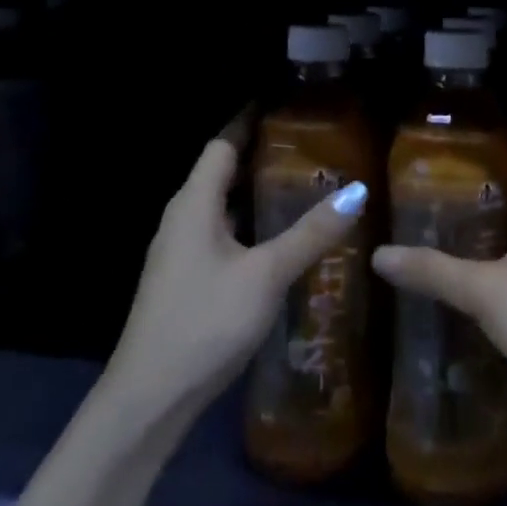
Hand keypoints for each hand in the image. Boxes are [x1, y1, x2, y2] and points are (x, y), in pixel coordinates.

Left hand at [106, 115, 368, 421]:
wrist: (148, 399)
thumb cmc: (205, 322)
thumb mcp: (266, 274)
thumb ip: (311, 232)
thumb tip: (357, 190)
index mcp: (194, 204)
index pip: (222, 144)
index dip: (250, 121)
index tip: (285, 106)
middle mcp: (182, 219)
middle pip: (220, 172)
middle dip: (259, 156)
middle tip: (309, 147)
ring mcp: (180, 252)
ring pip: (222, 207)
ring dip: (255, 194)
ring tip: (303, 187)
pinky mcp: (185, 280)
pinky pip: (220, 235)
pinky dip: (249, 226)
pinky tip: (279, 240)